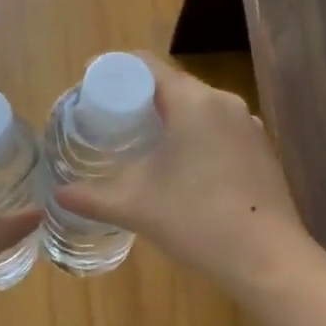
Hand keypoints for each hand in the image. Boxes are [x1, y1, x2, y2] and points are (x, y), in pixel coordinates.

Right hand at [54, 54, 309, 290]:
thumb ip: (92, 197)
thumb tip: (59, 194)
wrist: (267, 259)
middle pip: (173, 86)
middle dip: (139, 100)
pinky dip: (195, 138)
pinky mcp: (262, 151)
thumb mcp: (135, 207)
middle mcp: (225, 103)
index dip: (113, 71)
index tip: (89, 88)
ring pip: (199, 110)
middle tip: (110, 123)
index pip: (146, 66)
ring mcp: (249, 127)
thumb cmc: (196, 221)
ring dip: (169, 120)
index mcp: (193, 102)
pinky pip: (220, 131)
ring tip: (142, 146)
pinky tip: (183, 169)